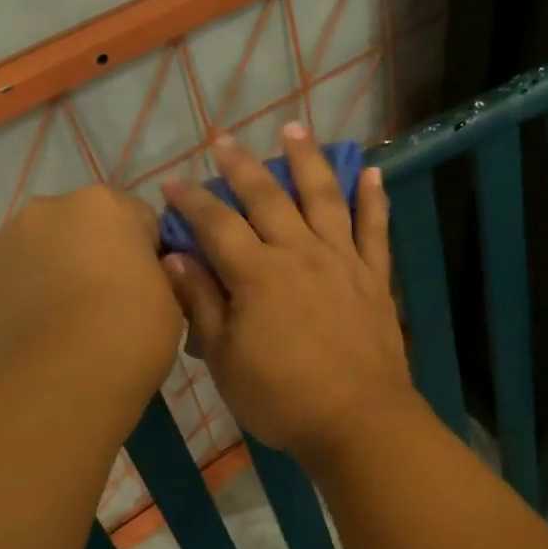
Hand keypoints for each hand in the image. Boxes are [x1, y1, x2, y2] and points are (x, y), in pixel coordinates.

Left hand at [0, 185, 182, 411]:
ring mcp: (7, 239)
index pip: (139, 219)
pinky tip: (40, 330)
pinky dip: (26, 293)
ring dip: (58, 269)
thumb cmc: (131, 334)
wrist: (61, 383)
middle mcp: (51, 208)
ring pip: (44, 247)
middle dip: (98, 252)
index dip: (149, 254)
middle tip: (109, 302)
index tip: (150, 287)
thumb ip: (159, 273)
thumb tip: (148, 272)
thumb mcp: (172, 300)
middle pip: (85, 224)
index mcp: (106, 204)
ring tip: (70, 320)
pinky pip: (14, 276)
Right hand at [162, 124, 420, 465]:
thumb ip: (202, 303)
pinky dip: (373, 198)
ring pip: (323, 198)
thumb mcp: (225, 359)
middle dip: (241, 165)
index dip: (191, 201)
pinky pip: (375, 229)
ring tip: (295, 127)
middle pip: (267, 197)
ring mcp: (342, 261)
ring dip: (307, 159)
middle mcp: (299, 253)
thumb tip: (176, 256)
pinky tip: (371, 171)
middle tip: (223, 139)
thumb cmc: (281, 398)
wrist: (358, 421)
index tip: (172, 183)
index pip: (216, 224)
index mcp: (257, 274)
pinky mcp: (374, 277)